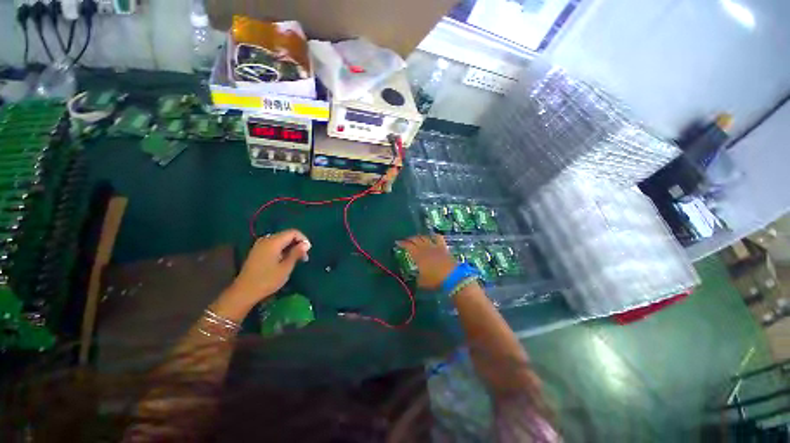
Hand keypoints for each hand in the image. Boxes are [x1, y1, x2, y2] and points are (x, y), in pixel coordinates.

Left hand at [216, 230, 310, 318]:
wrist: (244, 292)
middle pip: (287, 235)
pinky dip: (282, 249)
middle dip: (297, 243)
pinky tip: (285, 260)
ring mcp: (260, 245)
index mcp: (273, 242)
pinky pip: (274, 245)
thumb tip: (307, 243)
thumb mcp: (286, 267)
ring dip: (290, 247)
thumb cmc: (267, 280)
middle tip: (304, 257)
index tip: (308, 251)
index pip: (293, 232)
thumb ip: (296, 253)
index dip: (303, 239)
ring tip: (296, 260)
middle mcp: (266, 240)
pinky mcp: (257, 251)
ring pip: (281, 240)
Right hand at [396, 235, 457, 289]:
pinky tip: (431, 236)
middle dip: (409, 239)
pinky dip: (433, 235)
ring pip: (425, 237)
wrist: (453, 277)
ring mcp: (435, 246)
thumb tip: (416, 277)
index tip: (397, 242)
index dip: (402, 243)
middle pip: (416, 240)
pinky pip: (438, 238)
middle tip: (406, 241)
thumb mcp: (422, 282)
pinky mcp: (443, 247)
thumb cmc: (435, 280)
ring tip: (416, 238)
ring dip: (419, 237)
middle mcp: (425, 248)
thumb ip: (417, 278)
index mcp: (418, 255)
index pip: (408, 246)